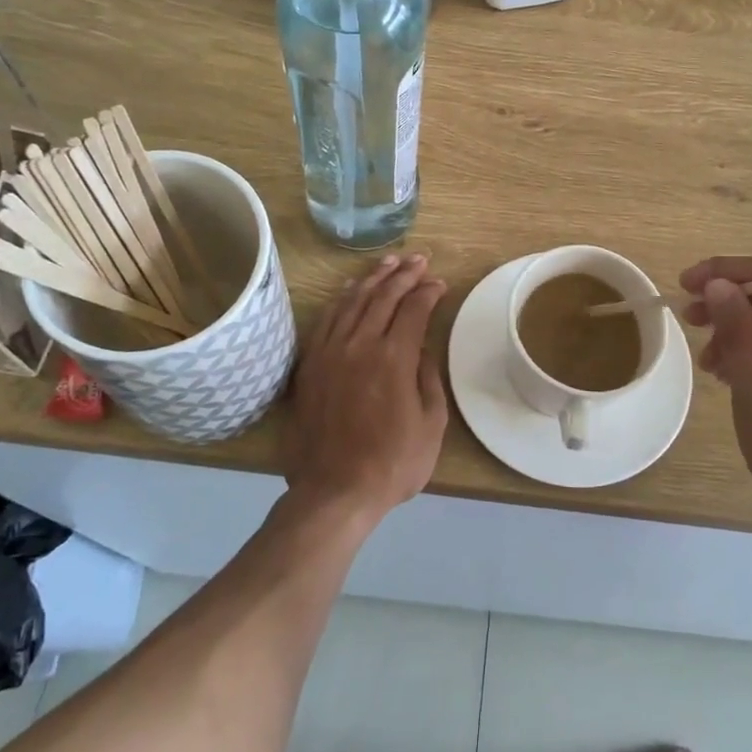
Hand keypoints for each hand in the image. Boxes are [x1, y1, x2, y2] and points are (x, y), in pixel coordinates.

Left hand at [283, 255, 448, 519]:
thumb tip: (422, 349)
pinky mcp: (311, 364)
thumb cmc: (392, 463)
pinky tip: (350, 290)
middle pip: (383, 296)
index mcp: (394, 358)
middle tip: (419, 260)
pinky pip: (327, 320)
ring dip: (373, 278)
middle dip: (405, 273)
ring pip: (353, 301)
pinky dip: (342, 299)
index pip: (414, 308)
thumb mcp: (432, 424)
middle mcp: (360, 344)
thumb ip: (429, 378)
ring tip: (389, 262)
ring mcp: (331, 352)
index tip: (440, 283)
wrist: (334, 491)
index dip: (429, 291)